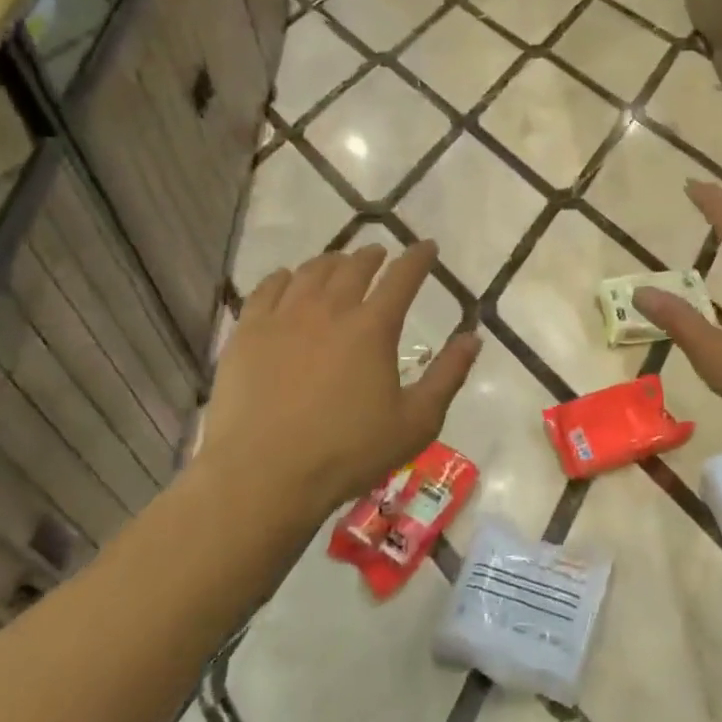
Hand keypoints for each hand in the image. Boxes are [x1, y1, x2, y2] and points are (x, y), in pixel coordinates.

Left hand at [199, 242, 480, 521]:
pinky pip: (267, 288)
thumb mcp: (416, 422)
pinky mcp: (247, 332)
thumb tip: (473, 337)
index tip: (427, 246)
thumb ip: (448, 375)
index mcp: (373, 327)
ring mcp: (283, 317)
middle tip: (380, 255)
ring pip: (311, 272)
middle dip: (372, 256)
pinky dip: (285, 277)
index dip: (418, 258)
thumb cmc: (348, 452)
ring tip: (338, 263)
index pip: (403, 277)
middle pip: (354, 267)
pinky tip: (288, 280)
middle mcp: (329, 309)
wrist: (264, 475)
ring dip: (332, 261)